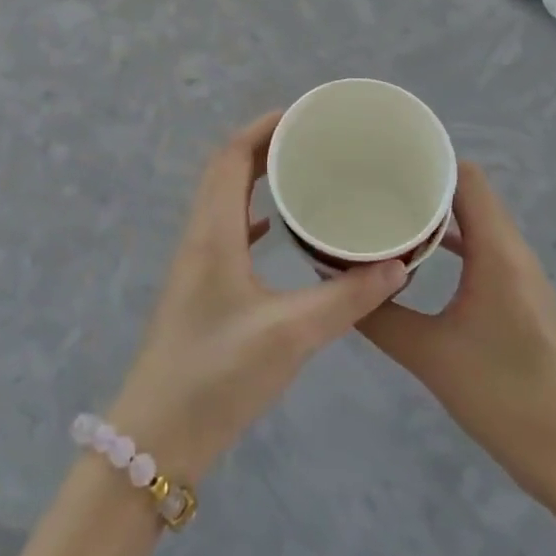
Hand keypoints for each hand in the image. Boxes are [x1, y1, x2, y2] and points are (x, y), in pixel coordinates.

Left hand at [108, 112, 406, 482]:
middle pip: (227, 170)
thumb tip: (397, 266)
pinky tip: (274, 229)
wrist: (157, 439)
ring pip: (224, 199)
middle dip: (265, 145)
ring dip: (256, 177)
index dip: (264, 127)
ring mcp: (196, 263)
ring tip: (301, 172)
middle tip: (313, 140)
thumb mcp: (290, 336)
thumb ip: (347, 300)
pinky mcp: (201, 289)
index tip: (304, 115)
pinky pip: (226, 230)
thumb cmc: (217, 376)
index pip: (231, 156)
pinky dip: (251, 214)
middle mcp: (200, 236)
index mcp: (213, 232)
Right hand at [359, 162, 555, 504]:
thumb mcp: (429, 356)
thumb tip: (335, 285)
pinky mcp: (519, 294)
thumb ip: (380, 315)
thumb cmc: (503, 397)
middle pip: (470, 193)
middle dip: (424, 182)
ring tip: (389, 211)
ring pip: (476, 220)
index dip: (429, 160)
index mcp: (497, 252)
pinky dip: (452, 240)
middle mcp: (512, 251)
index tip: (384, 159)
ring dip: (438, 212)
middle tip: (374, 183)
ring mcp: (520, 273)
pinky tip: (417, 256)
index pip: (466, 177)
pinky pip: (482, 246)